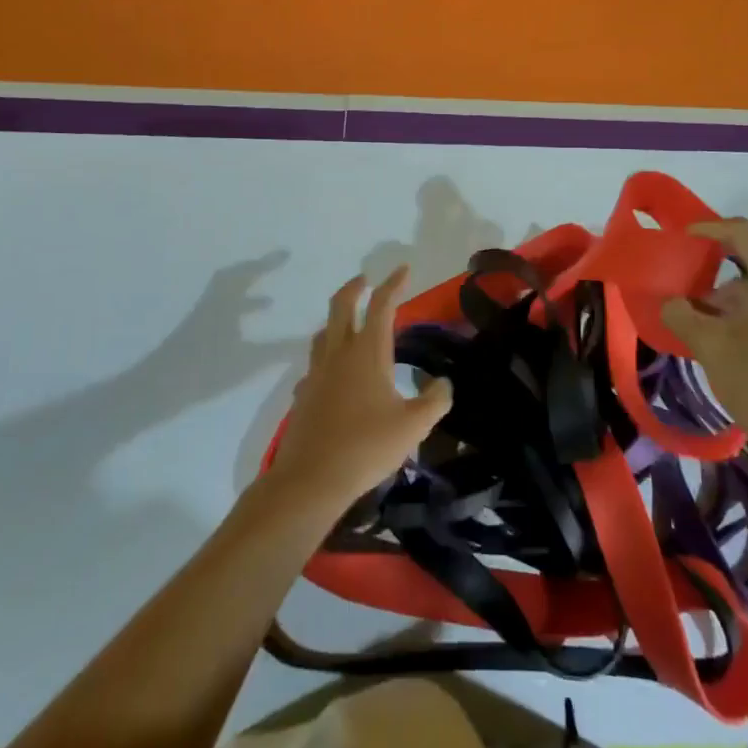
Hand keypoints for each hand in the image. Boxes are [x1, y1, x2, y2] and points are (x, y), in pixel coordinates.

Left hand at [270, 267, 452, 509]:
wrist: (311, 478)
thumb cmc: (367, 446)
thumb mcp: (414, 425)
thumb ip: (435, 400)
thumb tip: (444, 383)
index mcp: (368, 352)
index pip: (382, 305)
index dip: (394, 283)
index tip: (403, 269)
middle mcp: (339, 353)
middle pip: (342, 305)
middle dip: (355, 286)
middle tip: (365, 279)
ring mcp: (317, 372)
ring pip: (323, 332)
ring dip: (337, 320)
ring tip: (350, 325)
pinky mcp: (304, 394)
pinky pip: (315, 365)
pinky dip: (326, 358)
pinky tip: (334, 376)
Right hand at [662, 219, 747, 468]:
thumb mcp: (708, 344)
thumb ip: (682, 313)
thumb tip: (670, 302)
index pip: (747, 236)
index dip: (714, 228)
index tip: (685, 235)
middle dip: (721, 251)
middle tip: (689, 256)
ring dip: (728, 283)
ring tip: (695, 301)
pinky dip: (739, 302)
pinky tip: (715, 324)